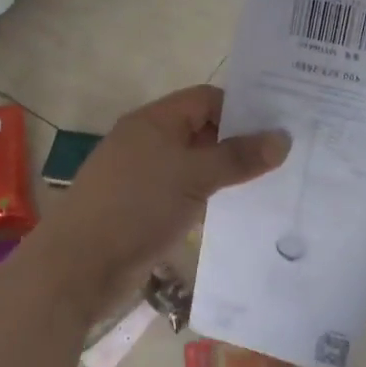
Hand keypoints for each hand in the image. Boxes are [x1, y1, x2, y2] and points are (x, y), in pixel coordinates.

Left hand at [36, 86, 288, 309]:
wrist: (79, 267)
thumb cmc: (136, 207)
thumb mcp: (194, 176)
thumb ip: (239, 157)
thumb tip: (283, 138)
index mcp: (154, 121)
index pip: (206, 99)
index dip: (241, 108)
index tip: (279, 125)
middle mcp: (149, 142)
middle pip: (202, 130)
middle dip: (240, 141)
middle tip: (286, 153)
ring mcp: (146, 176)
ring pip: (196, 164)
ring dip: (227, 172)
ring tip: (273, 181)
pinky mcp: (145, 208)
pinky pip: (187, 192)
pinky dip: (210, 196)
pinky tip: (239, 209)